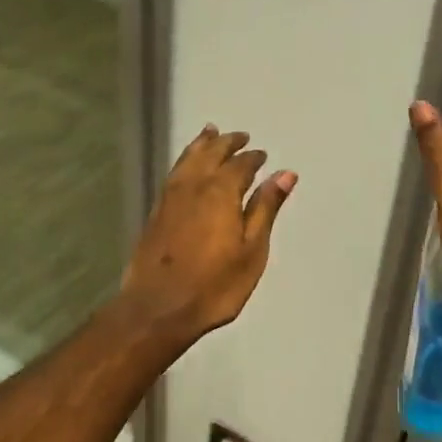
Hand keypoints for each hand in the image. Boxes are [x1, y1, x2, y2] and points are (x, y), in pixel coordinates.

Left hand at [118, 124, 296, 344]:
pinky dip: (185, 159)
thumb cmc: (214, 285)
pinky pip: (174, 172)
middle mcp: (194, 186)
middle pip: (211, 153)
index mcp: (221, 192)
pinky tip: (187, 165)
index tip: (262, 155)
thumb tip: (285, 173)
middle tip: (240, 136)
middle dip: (227, 143)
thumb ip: (265, 208)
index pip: (240, 165)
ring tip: (210, 132)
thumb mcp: (252, 249)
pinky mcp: (156, 212)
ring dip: (202, 144)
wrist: (157, 309)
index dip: (253, 158)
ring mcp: (170, 197)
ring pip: (188, 159)